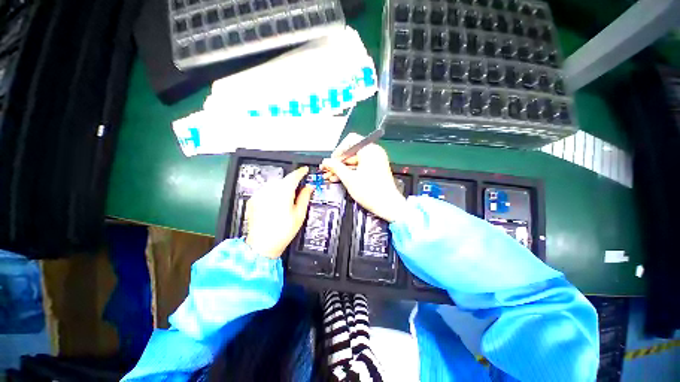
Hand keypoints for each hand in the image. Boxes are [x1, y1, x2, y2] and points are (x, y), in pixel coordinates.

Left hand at [245, 167, 313, 258]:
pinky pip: (266, 191)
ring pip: (274, 185)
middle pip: (284, 180)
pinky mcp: (253, 200)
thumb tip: (309, 187)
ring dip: (282, 187)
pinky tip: (275, 204)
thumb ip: (304, 197)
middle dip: (291, 182)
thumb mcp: (299, 214)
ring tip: (286, 200)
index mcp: (283, 192)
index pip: (294, 176)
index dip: (301, 172)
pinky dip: (272, 193)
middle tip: (298, 189)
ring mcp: (260, 194)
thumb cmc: (283, 231)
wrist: (262, 245)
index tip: (305, 170)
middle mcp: (270, 190)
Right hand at [321, 133, 406, 222]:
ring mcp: (376, 160)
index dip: (338, 151)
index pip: (350, 141)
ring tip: (332, 176)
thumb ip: (336, 167)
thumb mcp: (349, 179)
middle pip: (351, 152)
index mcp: (369, 150)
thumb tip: (327, 162)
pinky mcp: (376, 169)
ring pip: (354, 160)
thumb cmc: (372, 192)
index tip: (331, 161)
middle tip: (328, 170)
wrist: (387, 205)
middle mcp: (374, 152)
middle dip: (338, 162)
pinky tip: (341, 178)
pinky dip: (351, 171)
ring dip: (342, 168)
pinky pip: (360, 166)